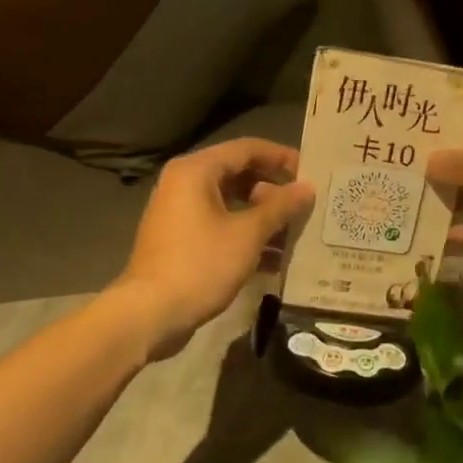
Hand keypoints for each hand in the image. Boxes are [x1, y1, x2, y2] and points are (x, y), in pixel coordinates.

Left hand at [112, 138, 314, 358]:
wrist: (151, 313)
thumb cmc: (201, 264)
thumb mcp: (248, 234)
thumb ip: (280, 207)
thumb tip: (307, 188)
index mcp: (196, 171)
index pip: (247, 149)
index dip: (281, 158)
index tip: (311, 172)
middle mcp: (183, 184)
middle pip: (238, 175)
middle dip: (274, 191)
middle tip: (306, 205)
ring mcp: (179, 214)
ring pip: (230, 205)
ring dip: (263, 217)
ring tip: (296, 233)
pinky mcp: (180, 241)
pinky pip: (219, 227)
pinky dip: (245, 236)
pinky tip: (274, 259)